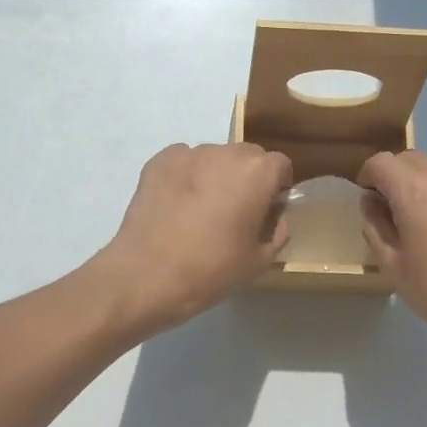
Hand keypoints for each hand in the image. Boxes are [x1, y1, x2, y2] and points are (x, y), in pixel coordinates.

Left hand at [92, 143, 293, 332]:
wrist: (146, 274)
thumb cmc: (211, 269)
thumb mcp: (258, 261)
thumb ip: (277, 232)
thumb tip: (275, 216)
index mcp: (256, 172)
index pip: (280, 165)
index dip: (278, 186)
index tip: (269, 208)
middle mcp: (225, 152)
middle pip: (247, 156)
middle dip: (248, 177)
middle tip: (237, 211)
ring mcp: (188, 153)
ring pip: (214, 158)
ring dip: (216, 175)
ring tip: (201, 210)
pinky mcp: (158, 161)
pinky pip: (183, 162)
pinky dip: (186, 176)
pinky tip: (177, 205)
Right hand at [357, 150, 426, 356]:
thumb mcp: (395, 267)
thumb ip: (376, 227)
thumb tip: (371, 202)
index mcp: (414, 191)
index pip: (381, 163)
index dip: (368, 176)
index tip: (369, 199)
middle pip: (411, 158)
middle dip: (396, 175)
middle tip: (394, 209)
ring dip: (425, 178)